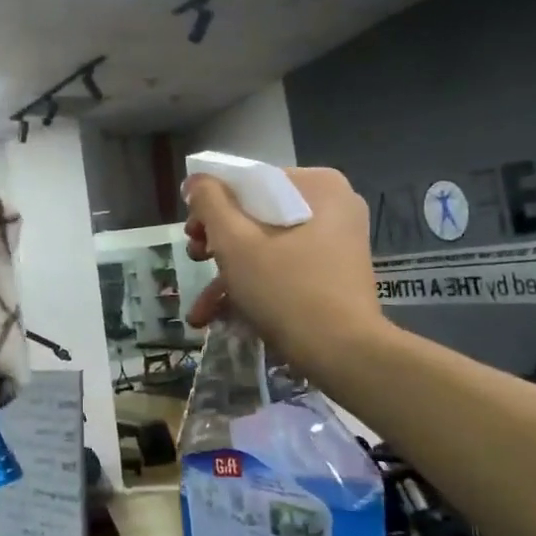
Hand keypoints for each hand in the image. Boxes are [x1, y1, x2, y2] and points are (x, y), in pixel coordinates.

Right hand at [183, 167, 384, 373]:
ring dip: (229, 273)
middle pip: (258, 214)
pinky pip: (286, 267)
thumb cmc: (286, 290)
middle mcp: (333, 207)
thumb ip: (210, 203)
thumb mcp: (235, 242)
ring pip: (268, 245)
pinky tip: (220, 316)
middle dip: (218, 242)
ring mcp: (336, 243)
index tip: (191, 232)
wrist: (344, 356)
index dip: (212, 202)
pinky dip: (255, 286)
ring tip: (200, 307)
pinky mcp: (334, 275)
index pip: (251, 181)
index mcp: (318, 186)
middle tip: (194, 260)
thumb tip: (196, 180)